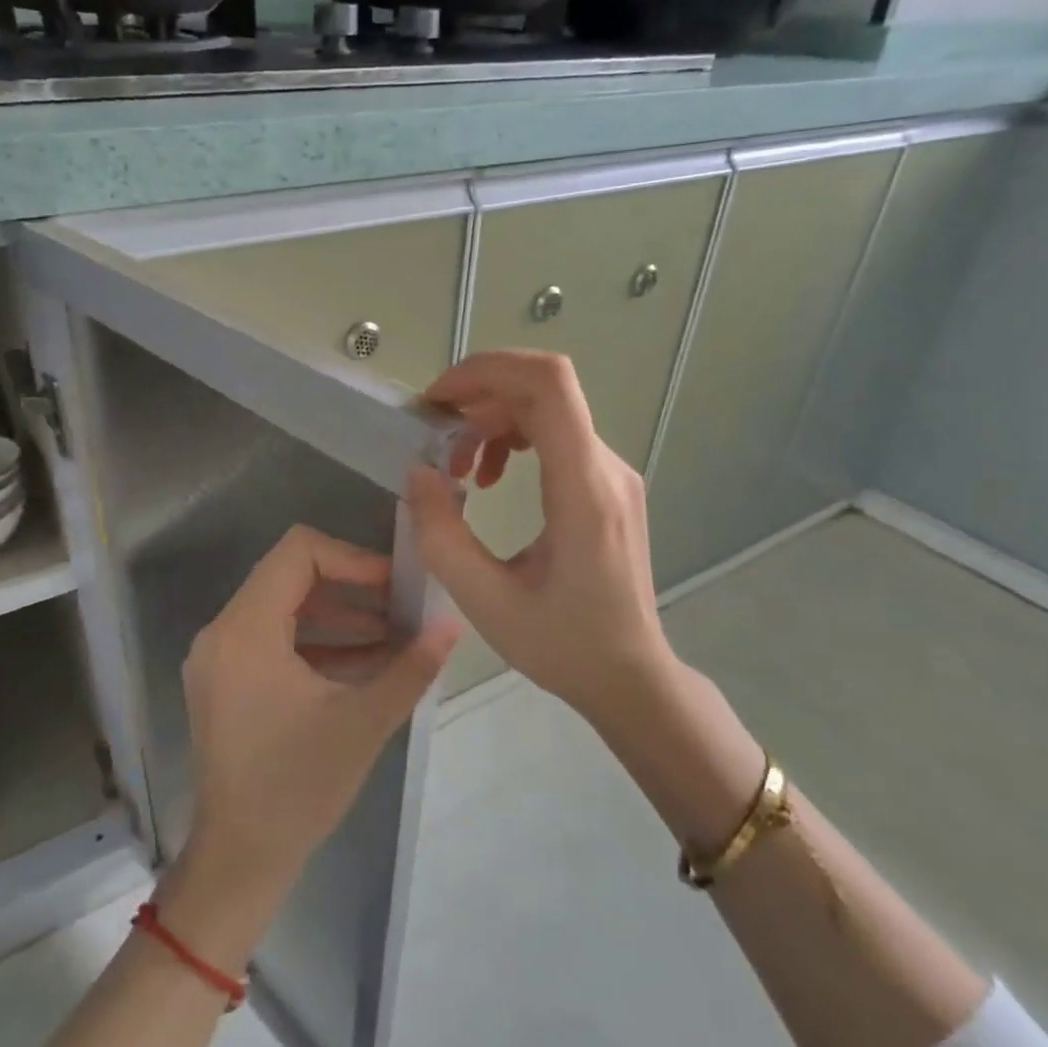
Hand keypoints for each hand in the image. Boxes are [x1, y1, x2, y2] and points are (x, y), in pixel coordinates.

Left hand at [175, 525, 460, 926]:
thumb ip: (411, 667)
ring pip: (286, 609)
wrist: (241, 859)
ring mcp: (221, 658)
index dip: (352, 558)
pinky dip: (320, 642)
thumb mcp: (364, 722)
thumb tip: (453, 624)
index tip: (395, 583)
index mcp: (245, 631)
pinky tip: (369, 661)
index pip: (297, 552)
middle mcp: (223, 633)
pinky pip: (276, 640)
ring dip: (340, 616)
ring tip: (397, 633)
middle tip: (404, 605)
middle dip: (353, 587)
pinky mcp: (227, 681)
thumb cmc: (298, 788)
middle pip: (290, 577)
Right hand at [406, 351, 679, 726]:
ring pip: (548, 411)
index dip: (487, 370)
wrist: (631, 676)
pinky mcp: (608, 487)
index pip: (548, 384)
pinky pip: (558, 437)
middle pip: (542, 391)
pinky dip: (515, 441)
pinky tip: (491, 480)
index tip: (438, 400)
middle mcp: (607, 468)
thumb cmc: (564, 645)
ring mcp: (613, 475)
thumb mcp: (486, 602)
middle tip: (434, 441)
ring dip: (492, 424)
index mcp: (583, 490)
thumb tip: (416, 473)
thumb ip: (441, 535)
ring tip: (458, 471)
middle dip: (477, 401)